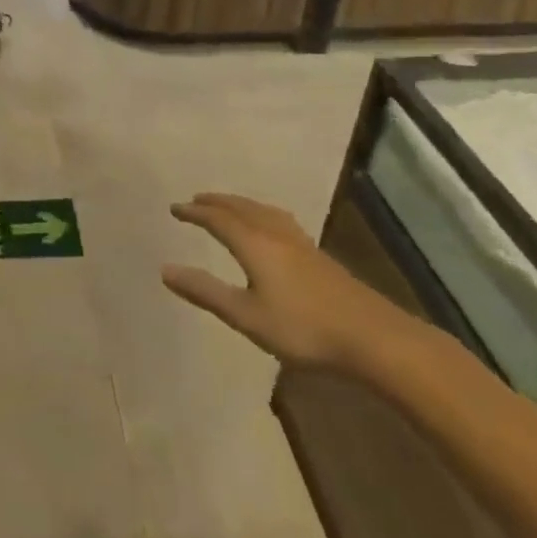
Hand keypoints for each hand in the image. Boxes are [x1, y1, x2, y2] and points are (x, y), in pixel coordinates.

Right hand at [162, 193, 407, 371]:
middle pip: (240, 207)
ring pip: (261, 210)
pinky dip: (260, 213)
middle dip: (215, 202)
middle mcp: (274, 233)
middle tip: (196, 200)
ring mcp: (299, 242)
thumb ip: (206, 292)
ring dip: (238, 204)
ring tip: (227, 206)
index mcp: (254, 243)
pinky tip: (270, 226)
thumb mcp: (246, 316)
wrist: (372, 337)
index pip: (217, 219)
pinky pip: (278, 218)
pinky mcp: (317, 254)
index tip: (175, 209)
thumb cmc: (303, 328)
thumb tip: (164, 270)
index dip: (194, 212)